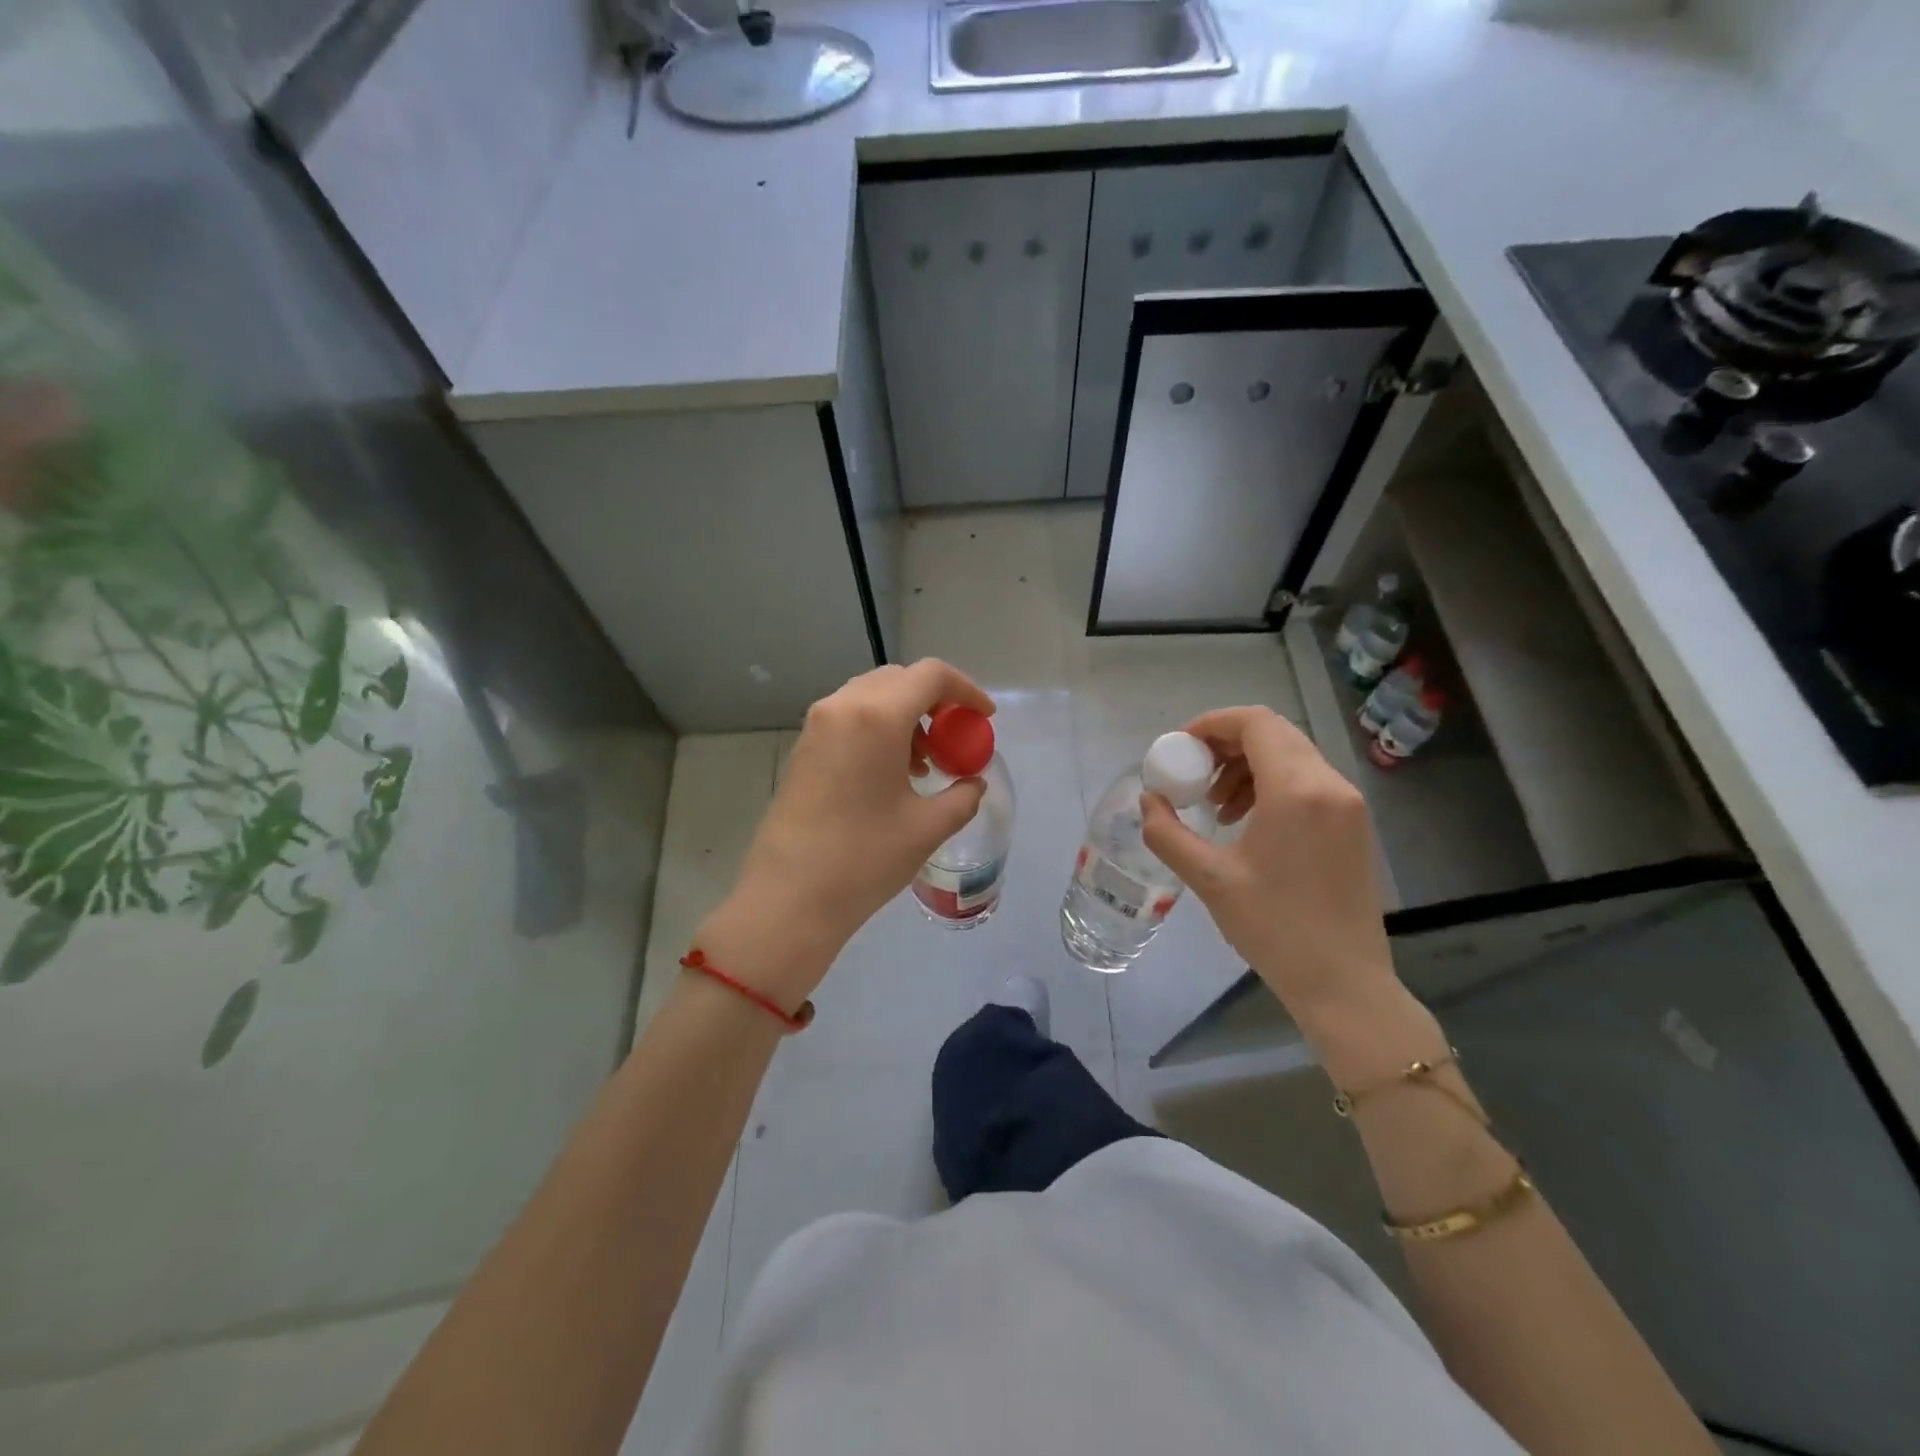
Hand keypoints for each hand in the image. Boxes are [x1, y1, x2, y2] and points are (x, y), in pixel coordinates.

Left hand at [694, 660, 993, 1009]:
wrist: (789, 898)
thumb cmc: (864, 860)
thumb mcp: (927, 828)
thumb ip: (962, 796)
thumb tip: (973, 782)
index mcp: (877, 717)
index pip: (931, 675)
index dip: (966, 689)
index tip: (984, 718)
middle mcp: (843, 707)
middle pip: (899, 679)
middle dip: (934, 701)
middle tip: (953, 739)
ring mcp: (816, 725)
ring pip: (871, 696)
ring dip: (905, 716)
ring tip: (922, 763)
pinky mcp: (802, 748)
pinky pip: (849, 717)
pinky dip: (877, 728)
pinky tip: (889, 773)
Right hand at [1139, 706, 1399, 1029]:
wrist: (1344, 983)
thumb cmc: (1274, 928)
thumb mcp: (1208, 879)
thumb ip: (1168, 833)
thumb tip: (1149, 800)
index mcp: (1297, 790)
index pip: (1255, 723)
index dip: (1212, 724)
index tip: (1180, 747)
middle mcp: (1330, 784)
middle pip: (1274, 734)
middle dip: (1226, 745)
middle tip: (1192, 774)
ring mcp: (1348, 804)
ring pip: (1291, 756)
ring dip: (1247, 766)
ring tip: (1216, 806)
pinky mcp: (1354, 824)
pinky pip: (1307, 781)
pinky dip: (1271, 785)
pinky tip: (1247, 822)